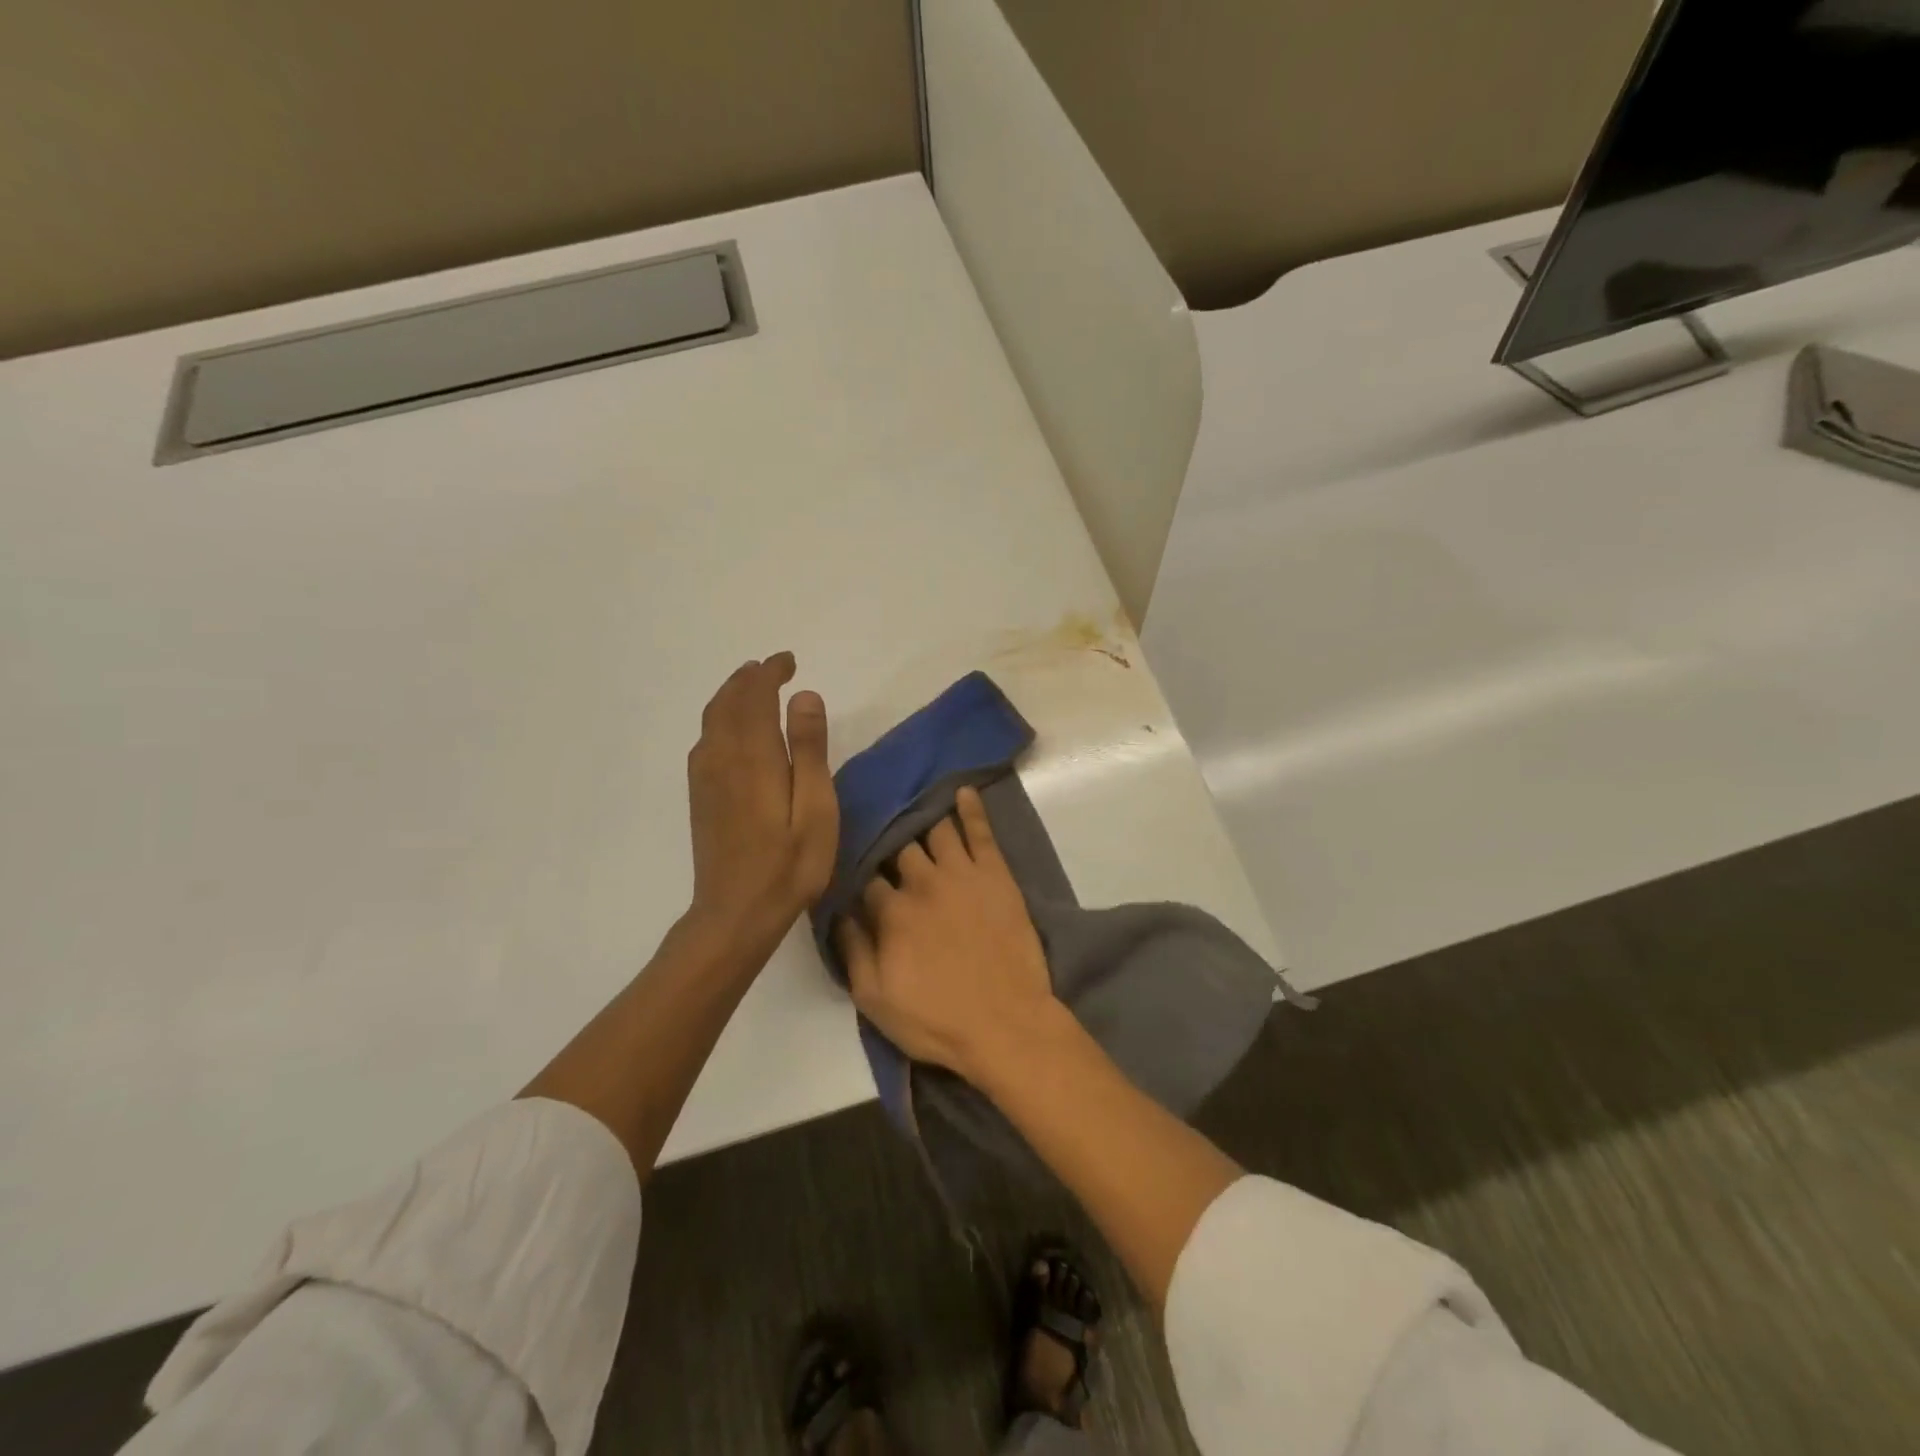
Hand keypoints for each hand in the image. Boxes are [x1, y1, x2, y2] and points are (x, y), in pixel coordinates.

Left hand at [685, 653, 837, 962]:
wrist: (735, 913)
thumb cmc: (789, 864)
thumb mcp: (816, 808)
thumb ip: (809, 749)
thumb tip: (803, 695)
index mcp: (753, 756)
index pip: (755, 696)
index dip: (769, 672)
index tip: (788, 661)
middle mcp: (722, 757)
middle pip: (728, 702)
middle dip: (749, 678)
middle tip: (773, 667)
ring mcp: (705, 777)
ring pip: (712, 719)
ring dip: (732, 695)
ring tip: (753, 687)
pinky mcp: (700, 795)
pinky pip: (705, 739)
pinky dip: (719, 718)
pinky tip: (731, 730)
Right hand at [836, 787, 1060, 1083]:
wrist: (1006, 1024)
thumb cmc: (936, 1019)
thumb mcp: (874, 1000)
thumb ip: (852, 951)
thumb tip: (839, 913)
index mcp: (891, 912)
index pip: (867, 879)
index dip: (860, 874)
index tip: (856, 868)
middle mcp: (922, 882)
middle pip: (899, 849)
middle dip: (889, 841)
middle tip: (885, 832)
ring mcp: (962, 873)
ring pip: (936, 831)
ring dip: (922, 817)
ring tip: (914, 803)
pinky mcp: (996, 874)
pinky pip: (981, 831)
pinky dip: (971, 808)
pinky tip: (962, 791)